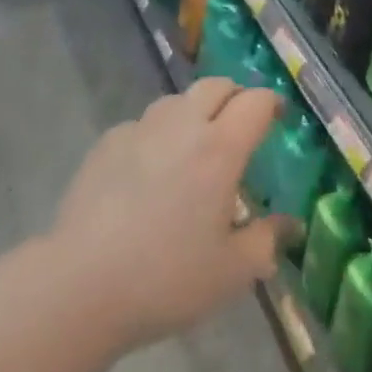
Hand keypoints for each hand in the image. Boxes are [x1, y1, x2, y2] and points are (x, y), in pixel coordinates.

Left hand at [51, 78, 291, 347]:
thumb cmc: (166, 278)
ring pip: (178, 100)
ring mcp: (142, 128)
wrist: (80, 285)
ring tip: (195, 146)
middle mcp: (184, 124)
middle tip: (240, 126)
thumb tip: (291, 224)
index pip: (256, 101)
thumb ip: (266, 242)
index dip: (272, 103)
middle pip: (217, 85)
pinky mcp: (108, 141)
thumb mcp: (230, 273)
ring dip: (195, 111)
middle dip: (235, 97)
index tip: (278, 117)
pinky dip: (157, 135)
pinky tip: (149, 171)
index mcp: (220, 148)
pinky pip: (143, 124)